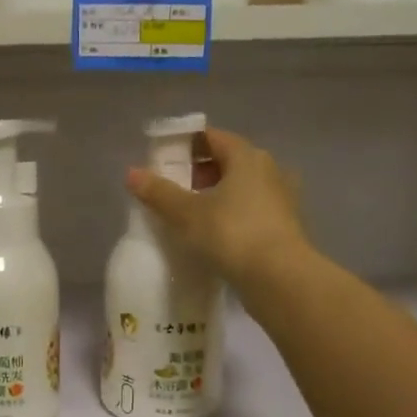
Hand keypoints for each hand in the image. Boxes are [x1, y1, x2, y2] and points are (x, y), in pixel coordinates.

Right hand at [125, 126, 308, 287]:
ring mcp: (281, 198)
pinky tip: (214, 235)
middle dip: (199, 172)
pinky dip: (232, 215)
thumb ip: (159, 192)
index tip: (164, 160)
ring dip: (217, 196)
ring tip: (190, 215)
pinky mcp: (285, 226)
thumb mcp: (186, 213)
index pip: (212, 137)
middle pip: (228, 161)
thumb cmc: (231, 234)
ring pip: (242, 187)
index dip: (186, 145)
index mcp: (246, 156)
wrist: (280, 278)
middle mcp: (269, 170)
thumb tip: (131, 173)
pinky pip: (251, 210)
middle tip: (173, 189)